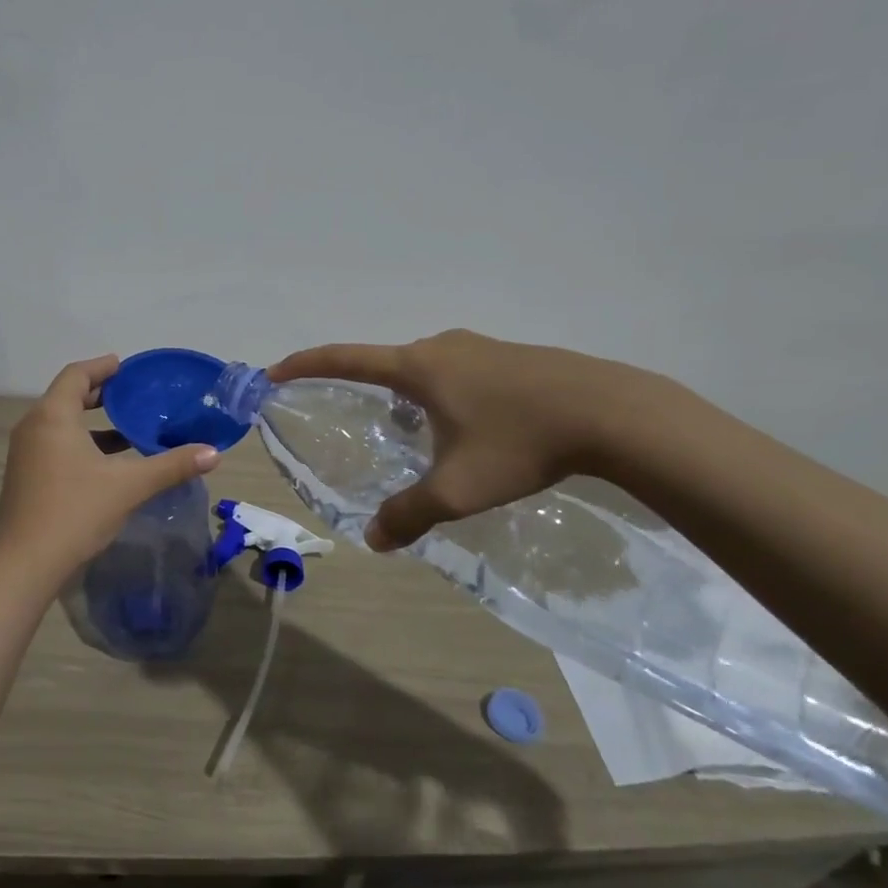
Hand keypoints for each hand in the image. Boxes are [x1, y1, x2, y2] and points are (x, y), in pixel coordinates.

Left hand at [0, 356, 220, 583]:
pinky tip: (108, 462)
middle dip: (99, 393)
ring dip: (91, 421)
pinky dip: (81, 442)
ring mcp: (26, 453)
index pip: (76, 375)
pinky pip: (55, 443)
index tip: (127, 367)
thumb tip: (213, 453)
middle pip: (66, 396)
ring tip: (128, 427)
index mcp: (53, 416)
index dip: (102, 367)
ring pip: (61, 423)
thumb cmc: (75, 512)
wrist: (24, 564)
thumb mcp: (129, 486)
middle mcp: (33, 426)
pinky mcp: (26, 475)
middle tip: (133, 394)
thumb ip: (171, 465)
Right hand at [269, 329, 634, 551]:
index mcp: (417, 367)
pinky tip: (467, 427)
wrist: (613, 413)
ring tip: (413, 434)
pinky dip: (442, 394)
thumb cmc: (521, 443)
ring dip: (407, 394)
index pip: (344, 358)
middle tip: (353, 419)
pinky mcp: (511, 356)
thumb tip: (375, 540)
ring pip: (424, 369)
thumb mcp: (458, 488)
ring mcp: (479, 347)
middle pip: (385, 363)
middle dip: (361, 388)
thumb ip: (410, 514)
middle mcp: (441, 348)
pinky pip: (457, 372)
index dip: (304, 365)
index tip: (274, 372)